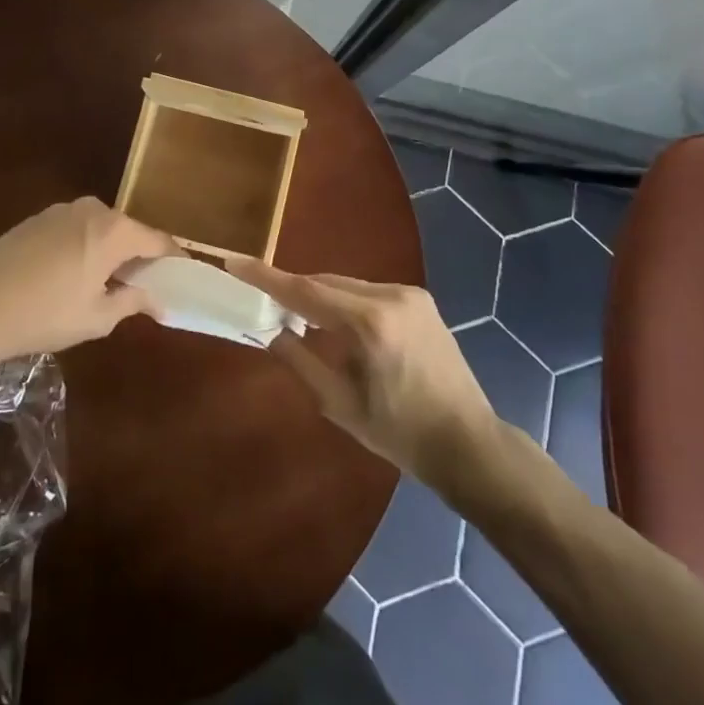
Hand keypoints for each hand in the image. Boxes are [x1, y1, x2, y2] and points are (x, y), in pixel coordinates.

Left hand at [0, 198, 177, 359]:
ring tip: (105, 283)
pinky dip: (83, 246)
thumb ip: (132, 301)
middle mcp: (92, 209)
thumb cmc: (45, 315)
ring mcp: (62, 209)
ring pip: (101, 228)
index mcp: (113, 230)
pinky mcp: (38, 217)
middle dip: (138, 255)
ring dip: (109, 250)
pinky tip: (70, 275)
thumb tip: (157, 298)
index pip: (157, 240)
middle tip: (142, 286)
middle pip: (128, 231)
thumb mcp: (96, 318)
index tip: (182, 276)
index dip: (173, 259)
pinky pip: (75, 228)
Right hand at [228, 260, 500, 488]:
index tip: (236, 262)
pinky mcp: (420, 299)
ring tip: (301, 321)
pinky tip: (339, 326)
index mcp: (370, 324)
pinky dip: (346, 302)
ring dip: (321, 296)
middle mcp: (390, 296)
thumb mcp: (340, 405)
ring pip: (347, 284)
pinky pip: (369, 291)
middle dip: (294, 290)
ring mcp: (409, 294)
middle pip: (326, 282)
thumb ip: (299, 361)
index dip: (267, 277)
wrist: (467, 442)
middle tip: (264, 302)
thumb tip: (270, 330)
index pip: (306, 291)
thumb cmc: (400, 433)